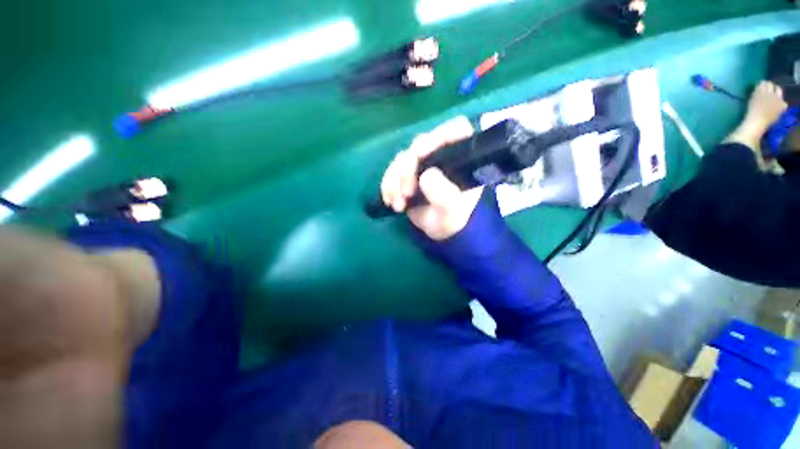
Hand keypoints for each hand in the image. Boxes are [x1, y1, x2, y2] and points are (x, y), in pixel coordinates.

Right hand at [380, 116, 483, 240]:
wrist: (438, 229)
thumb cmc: (451, 219)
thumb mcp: (452, 212)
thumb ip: (445, 196)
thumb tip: (425, 176)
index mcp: (462, 159)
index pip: (456, 130)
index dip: (438, 135)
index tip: (419, 153)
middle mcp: (442, 155)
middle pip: (421, 143)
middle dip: (407, 168)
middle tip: (406, 192)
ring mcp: (424, 162)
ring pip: (403, 157)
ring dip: (394, 180)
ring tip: (398, 204)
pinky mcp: (408, 172)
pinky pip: (392, 169)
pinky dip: (387, 184)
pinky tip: (389, 200)